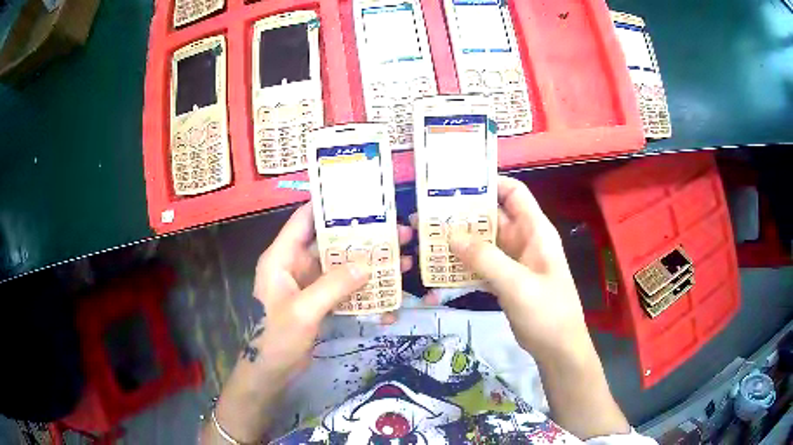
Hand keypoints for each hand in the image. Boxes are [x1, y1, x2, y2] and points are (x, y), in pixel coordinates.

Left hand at [251, 203, 413, 373]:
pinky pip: (343, 288)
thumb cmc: (276, 338)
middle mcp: (295, 265)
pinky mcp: (319, 302)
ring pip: (341, 266)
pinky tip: (388, 293)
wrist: (270, 372)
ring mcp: (308, 284)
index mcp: (282, 257)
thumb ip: (333, 285)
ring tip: (403, 260)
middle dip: (363, 238)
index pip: (304, 219)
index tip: (361, 198)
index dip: (329, 205)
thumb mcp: (304, 310)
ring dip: (369, 264)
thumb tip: (368, 265)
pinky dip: (363, 289)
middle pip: (331, 242)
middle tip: (397, 232)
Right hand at [446, 176, 589, 364]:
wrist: (557, 348)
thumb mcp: (517, 284)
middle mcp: (524, 240)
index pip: (514, 193)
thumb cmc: (547, 312)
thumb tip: (450, 234)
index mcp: (535, 230)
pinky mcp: (505, 281)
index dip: (489, 184)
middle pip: (493, 217)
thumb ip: (485, 258)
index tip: (456, 187)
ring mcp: (513, 262)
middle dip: (463, 215)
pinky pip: (481, 265)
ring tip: (428, 240)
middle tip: (429, 216)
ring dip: (460, 242)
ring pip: (484, 242)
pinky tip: (441, 270)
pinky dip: (464, 266)